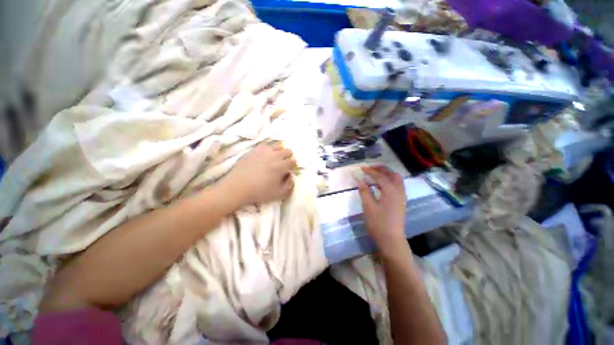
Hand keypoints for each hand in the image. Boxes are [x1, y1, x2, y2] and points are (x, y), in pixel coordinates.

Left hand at [220, 143, 296, 207]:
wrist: (238, 187)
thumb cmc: (260, 192)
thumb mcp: (279, 194)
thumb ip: (289, 185)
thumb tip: (291, 176)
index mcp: (281, 166)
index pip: (293, 161)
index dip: (292, 166)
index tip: (288, 171)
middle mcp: (274, 155)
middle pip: (288, 151)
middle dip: (288, 158)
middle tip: (282, 165)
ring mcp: (264, 151)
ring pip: (278, 146)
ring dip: (279, 152)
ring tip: (274, 160)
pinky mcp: (254, 150)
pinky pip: (266, 146)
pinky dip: (269, 150)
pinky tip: (264, 157)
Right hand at [358, 166, 407, 254]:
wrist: (391, 240)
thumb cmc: (378, 223)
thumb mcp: (368, 207)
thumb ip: (364, 191)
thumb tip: (360, 180)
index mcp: (390, 191)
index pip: (380, 176)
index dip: (370, 171)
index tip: (361, 168)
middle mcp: (399, 191)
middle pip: (392, 174)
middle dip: (382, 169)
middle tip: (370, 168)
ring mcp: (402, 197)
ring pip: (397, 180)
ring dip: (387, 174)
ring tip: (376, 174)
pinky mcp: (401, 202)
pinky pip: (398, 185)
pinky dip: (390, 181)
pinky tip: (382, 185)